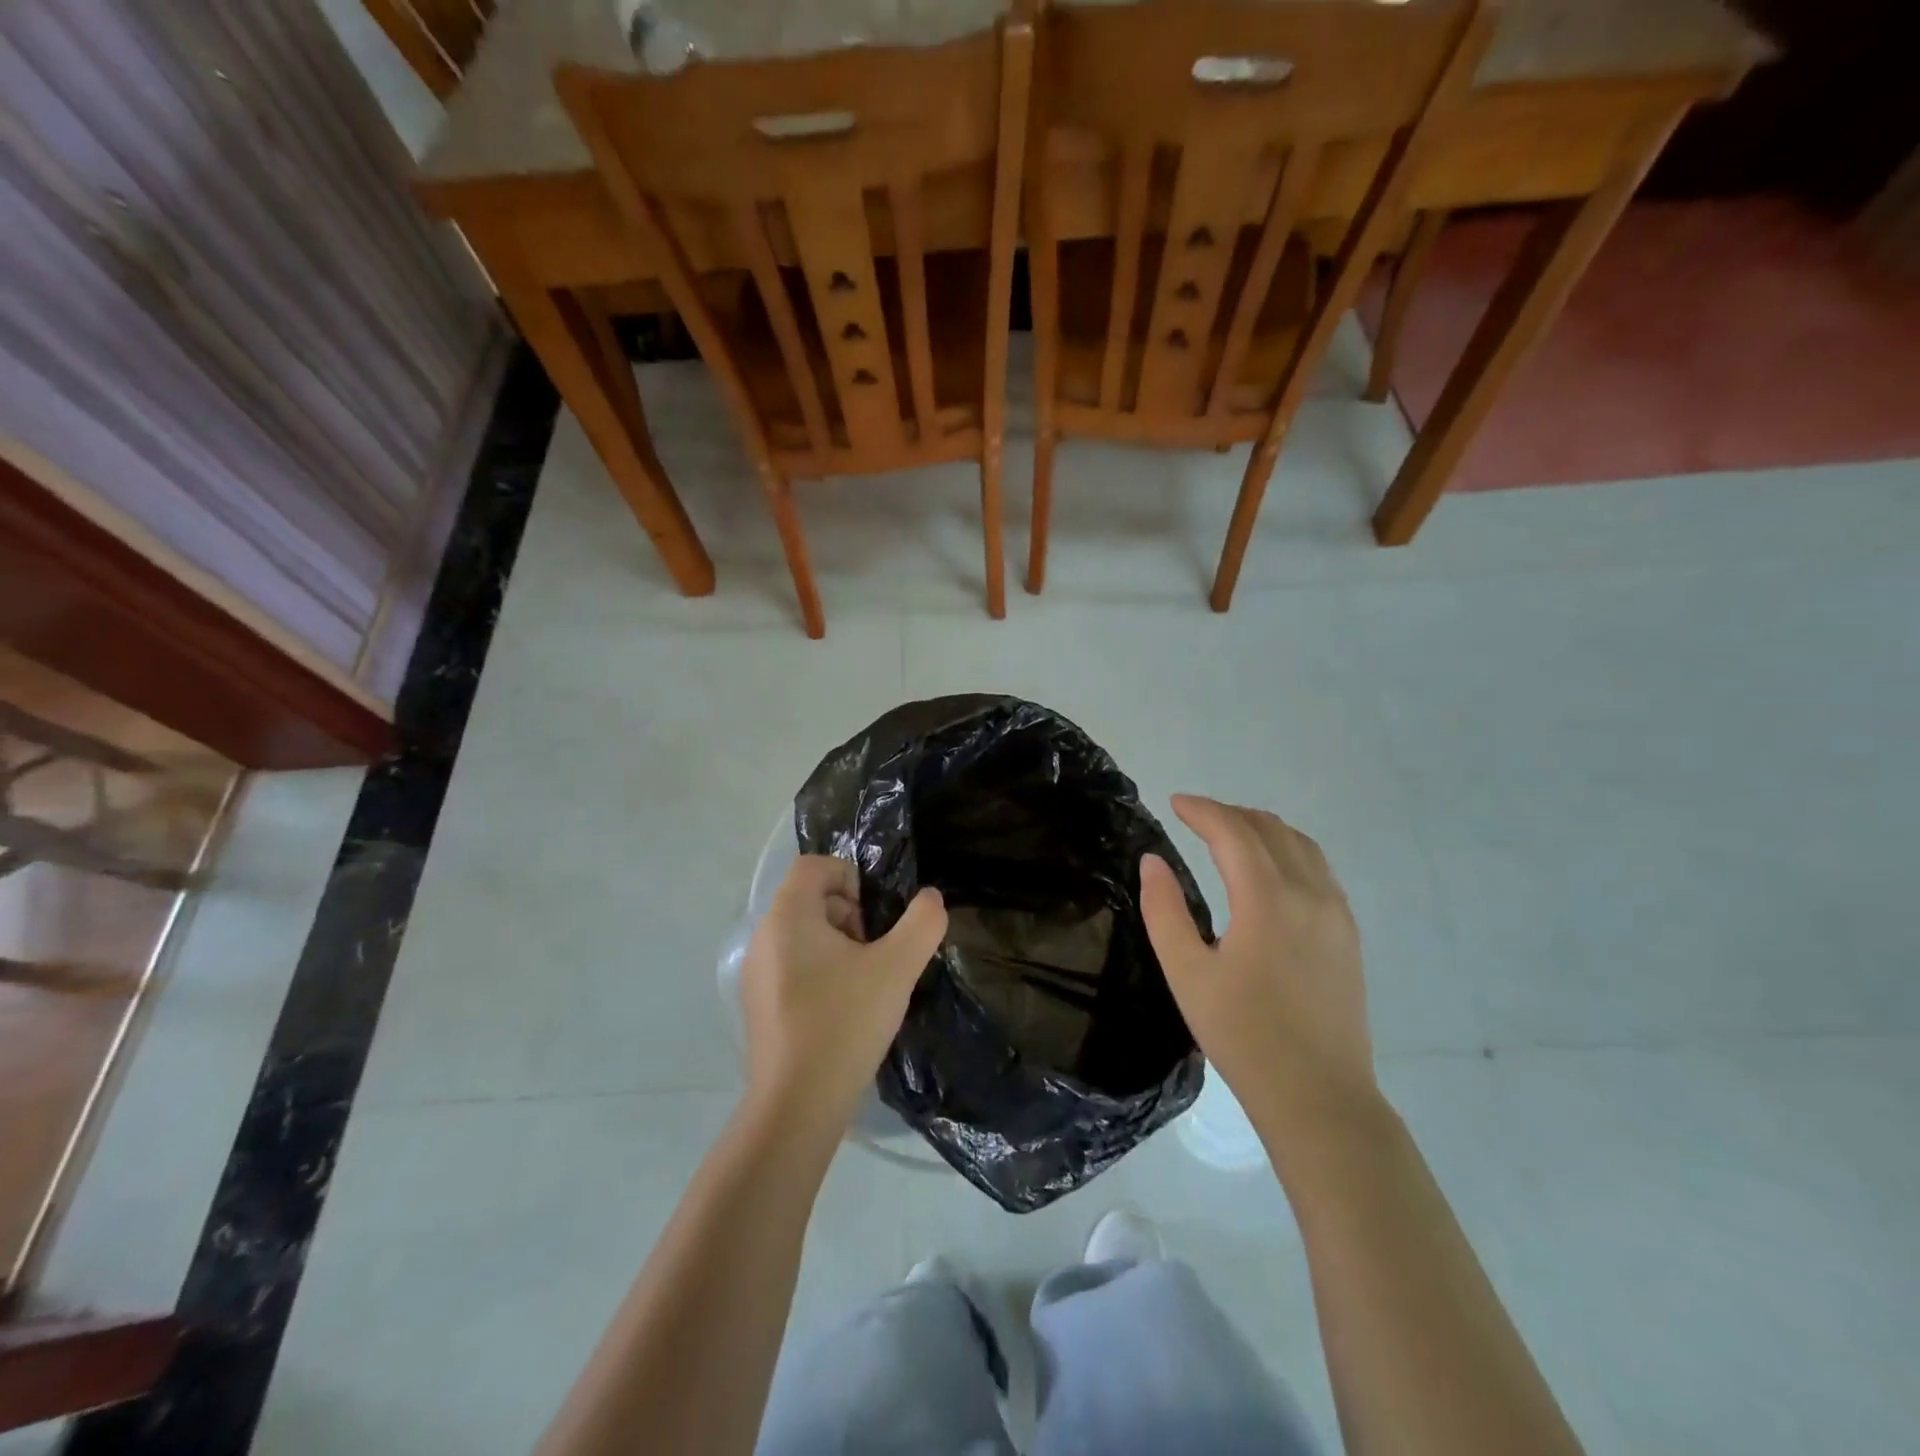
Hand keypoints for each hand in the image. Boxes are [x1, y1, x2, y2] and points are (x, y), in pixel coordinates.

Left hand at [739, 855, 947, 1134]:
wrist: (797, 1105)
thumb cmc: (844, 1022)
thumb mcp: (897, 968)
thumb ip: (921, 923)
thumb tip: (930, 898)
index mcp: (788, 916)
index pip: (814, 865)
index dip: (850, 876)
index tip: (875, 915)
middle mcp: (763, 936)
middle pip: (809, 898)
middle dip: (849, 914)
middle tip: (876, 952)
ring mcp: (755, 973)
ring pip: (802, 934)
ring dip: (838, 945)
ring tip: (864, 983)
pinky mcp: (758, 1005)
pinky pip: (791, 966)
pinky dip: (820, 972)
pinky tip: (842, 1011)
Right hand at [1140, 795, 1377, 1142]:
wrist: (1318, 1095)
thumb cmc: (1242, 1035)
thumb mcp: (1186, 973)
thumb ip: (1164, 910)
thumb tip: (1153, 861)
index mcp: (1267, 899)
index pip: (1233, 832)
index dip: (1202, 810)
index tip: (1173, 803)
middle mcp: (1309, 893)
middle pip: (1270, 829)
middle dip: (1229, 813)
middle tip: (1194, 817)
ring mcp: (1336, 913)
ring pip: (1301, 845)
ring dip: (1261, 828)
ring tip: (1229, 834)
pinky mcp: (1348, 934)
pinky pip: (1319, 869)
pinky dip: (1288, 850)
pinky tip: (1271, 870)